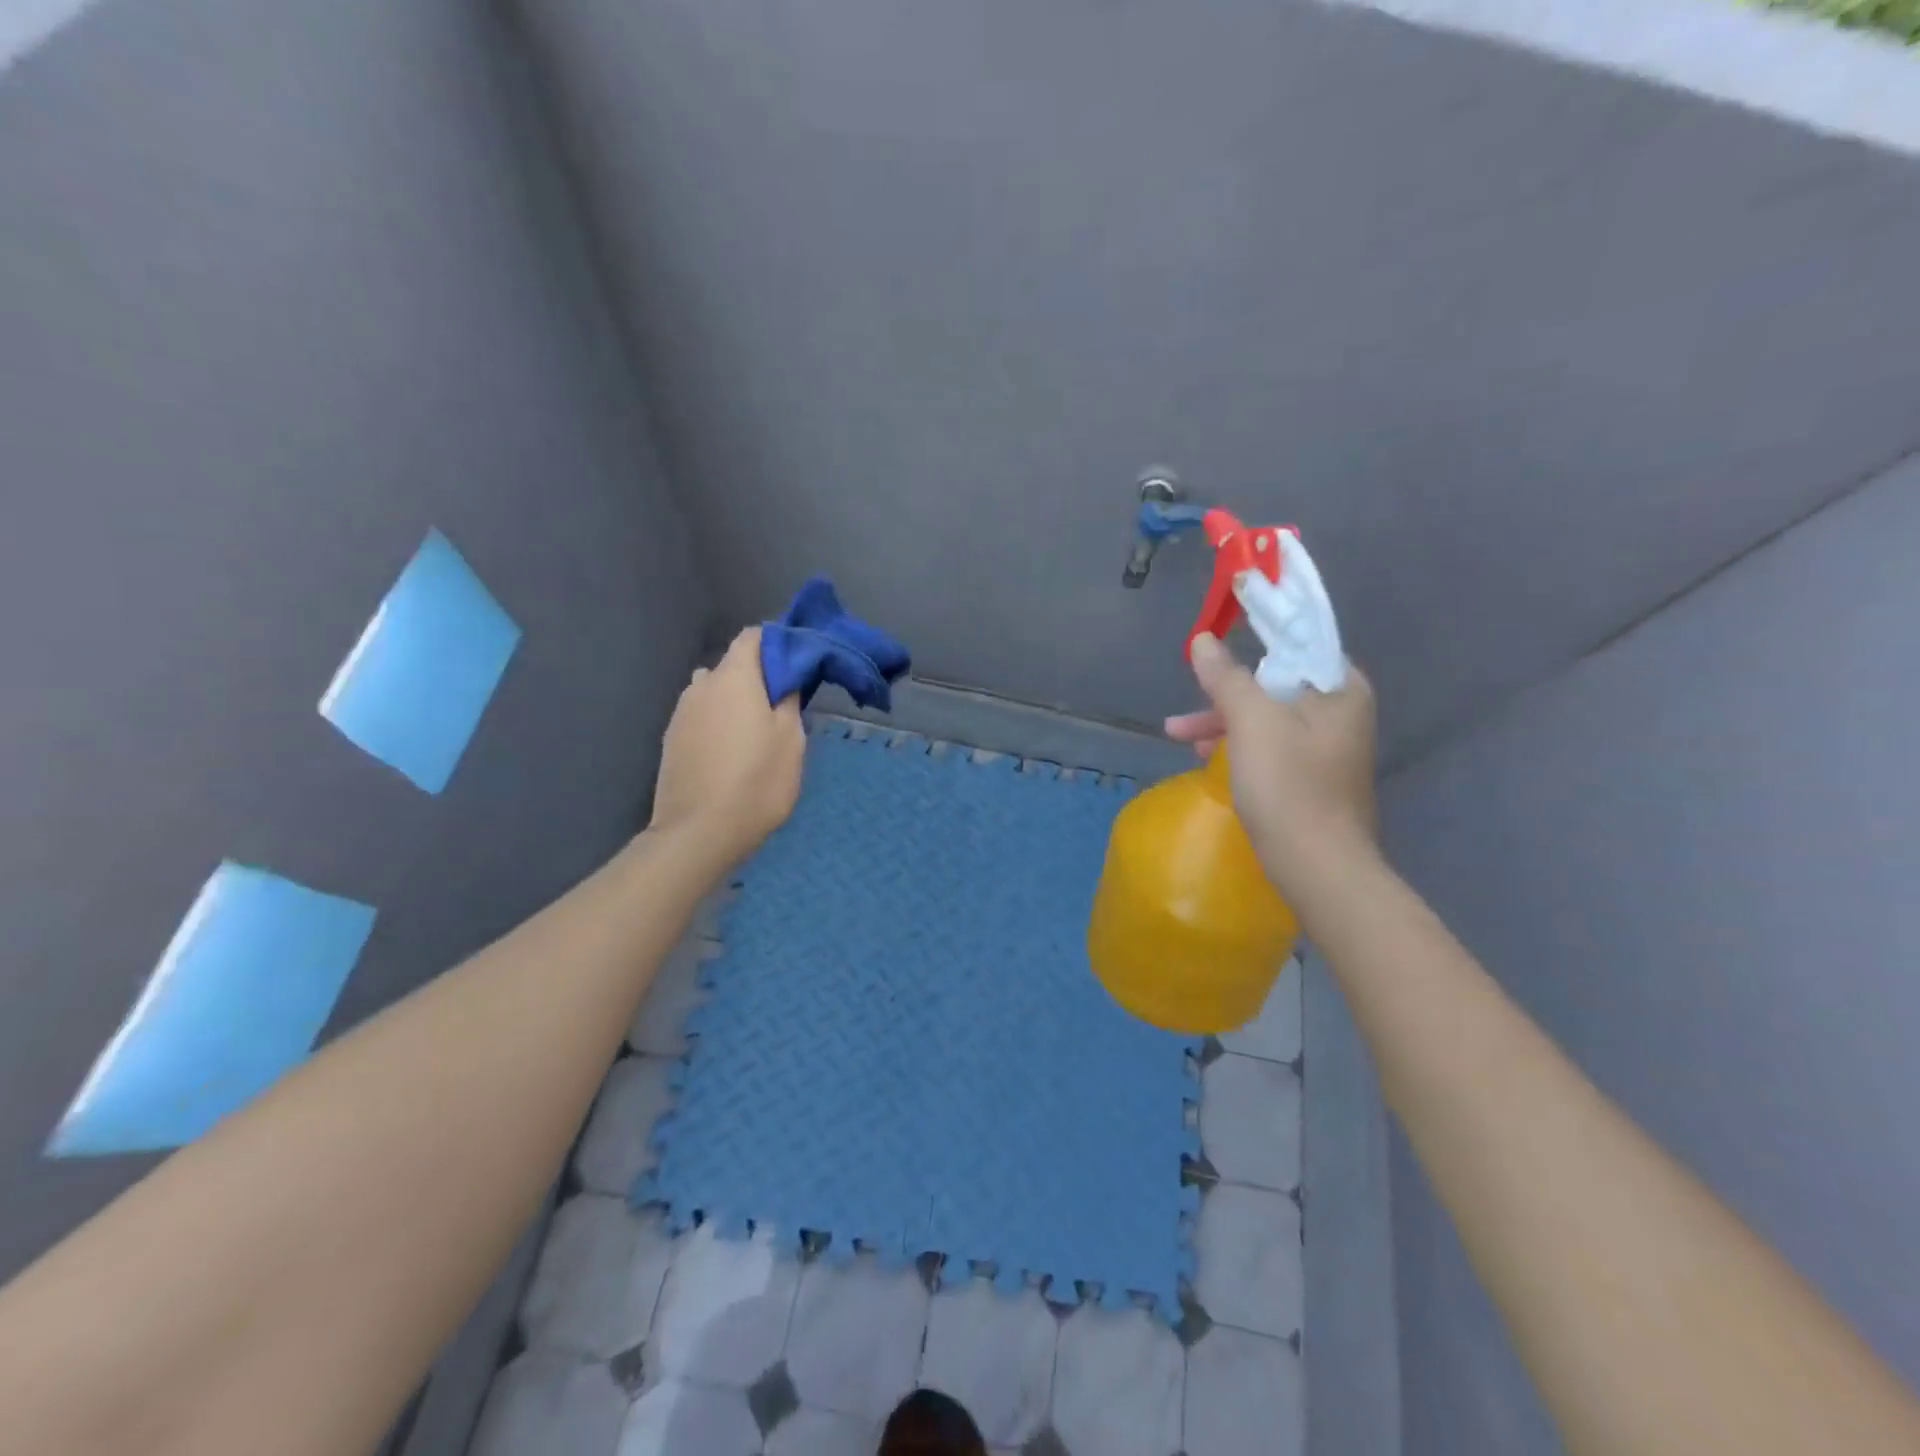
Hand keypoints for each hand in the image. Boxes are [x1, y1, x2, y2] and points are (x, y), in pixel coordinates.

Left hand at [649, 628, 805, 864]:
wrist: (699, 832)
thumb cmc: (757, 780)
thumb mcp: (791, 739)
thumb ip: (788, 699)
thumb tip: (784, 679)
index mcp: (733, 677)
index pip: (752, 637)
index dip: (777, 644)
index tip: (797, 666)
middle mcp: (701, 685)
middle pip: (732, 667)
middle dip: (757, 678)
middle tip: (782, 707)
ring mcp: (681, 714)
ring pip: (714, 694)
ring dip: (735, 703)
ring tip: (756, 735)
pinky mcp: (671, 741)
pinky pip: (702, 719)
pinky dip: (718, 725)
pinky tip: (732, 755)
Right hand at [1166, 632, 1379, 893]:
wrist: (1317, 867)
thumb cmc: (1288, 785)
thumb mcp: (1251, 721)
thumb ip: (1226, 676)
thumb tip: (1203, 640)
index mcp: (1340, 688)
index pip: (1298, 640)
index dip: (1256, 633)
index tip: (1217, 635)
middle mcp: (1340, 711)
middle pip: (1274, 681)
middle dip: (1224, 692)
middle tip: (1184, 706)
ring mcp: (1326, 746)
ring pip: (1266, 716)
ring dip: (1222, 721)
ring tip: (1179, 739)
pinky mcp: (1311, 775)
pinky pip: (1269, 744)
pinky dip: (1238, 745)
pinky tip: (1207, 761)